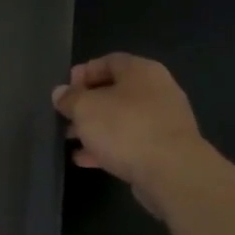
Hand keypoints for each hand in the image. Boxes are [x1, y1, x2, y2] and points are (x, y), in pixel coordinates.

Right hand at [52, 54, 206, 210]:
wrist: (173, 173)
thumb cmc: (125, 128)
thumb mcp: (85, 108)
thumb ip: (69, 98)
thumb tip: (61, 93)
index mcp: (141, 71)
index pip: (108, 61)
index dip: (83, 73)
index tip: (64, 90)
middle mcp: (157, 91)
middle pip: (115, 91)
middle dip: (87, 104)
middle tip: (65, 116)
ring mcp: (164, 121)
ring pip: (122, 119)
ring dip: (95, 128)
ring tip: (70, 139)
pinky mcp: (165, 149)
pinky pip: (131, 142)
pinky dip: (108, 147)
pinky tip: (86, 160)